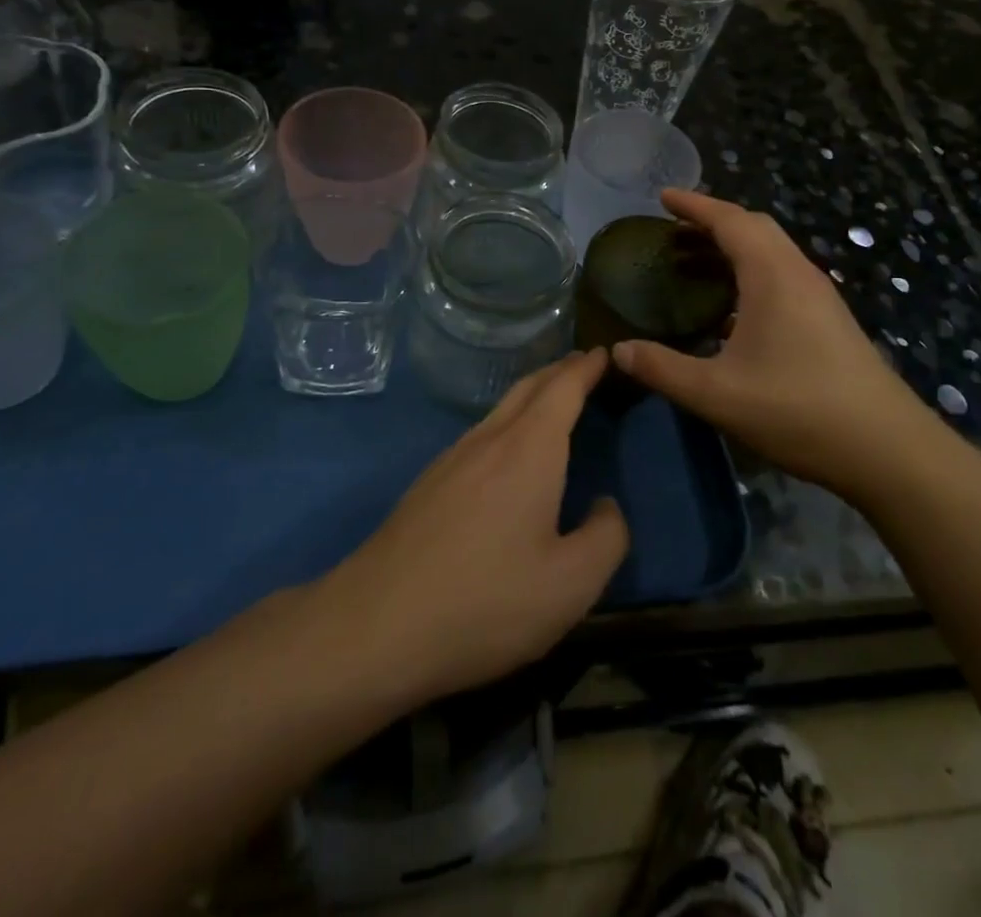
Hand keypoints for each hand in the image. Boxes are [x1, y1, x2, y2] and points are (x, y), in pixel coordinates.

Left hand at [319, 351, 627, 707]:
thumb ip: (606, 538)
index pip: (563, 388)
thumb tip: (606, 505)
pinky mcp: (428, 483)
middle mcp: (489, 440)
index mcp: (529, 450)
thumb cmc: (485, 603)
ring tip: (552, 400)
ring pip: (500, 409)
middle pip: (528, 387)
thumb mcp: (570, 585)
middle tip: (583, 365)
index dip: (586, 368)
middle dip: (558, 371)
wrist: (375, 626)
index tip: (604, 353)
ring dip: (531, 394)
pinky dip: (508, 421)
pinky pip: (480, 433)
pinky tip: (507, 450)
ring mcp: (452, 459)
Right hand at [611, 190, 935, 491]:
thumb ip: (663, 369)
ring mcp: (819, 296)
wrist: (887, 449)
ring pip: (771, 252)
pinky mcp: (829, 320)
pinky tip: (730, 311)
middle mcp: (799, 274)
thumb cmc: (798, 410)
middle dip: (712, 222)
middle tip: (673, 231)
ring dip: (732, 248)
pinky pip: (782, 276)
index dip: (694, 205)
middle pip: (754, 228)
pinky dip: (749, 273)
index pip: (730, 220)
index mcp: (772, 276)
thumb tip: (619, 350)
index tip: (663, 196)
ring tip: (693, 264)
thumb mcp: (717, 394)